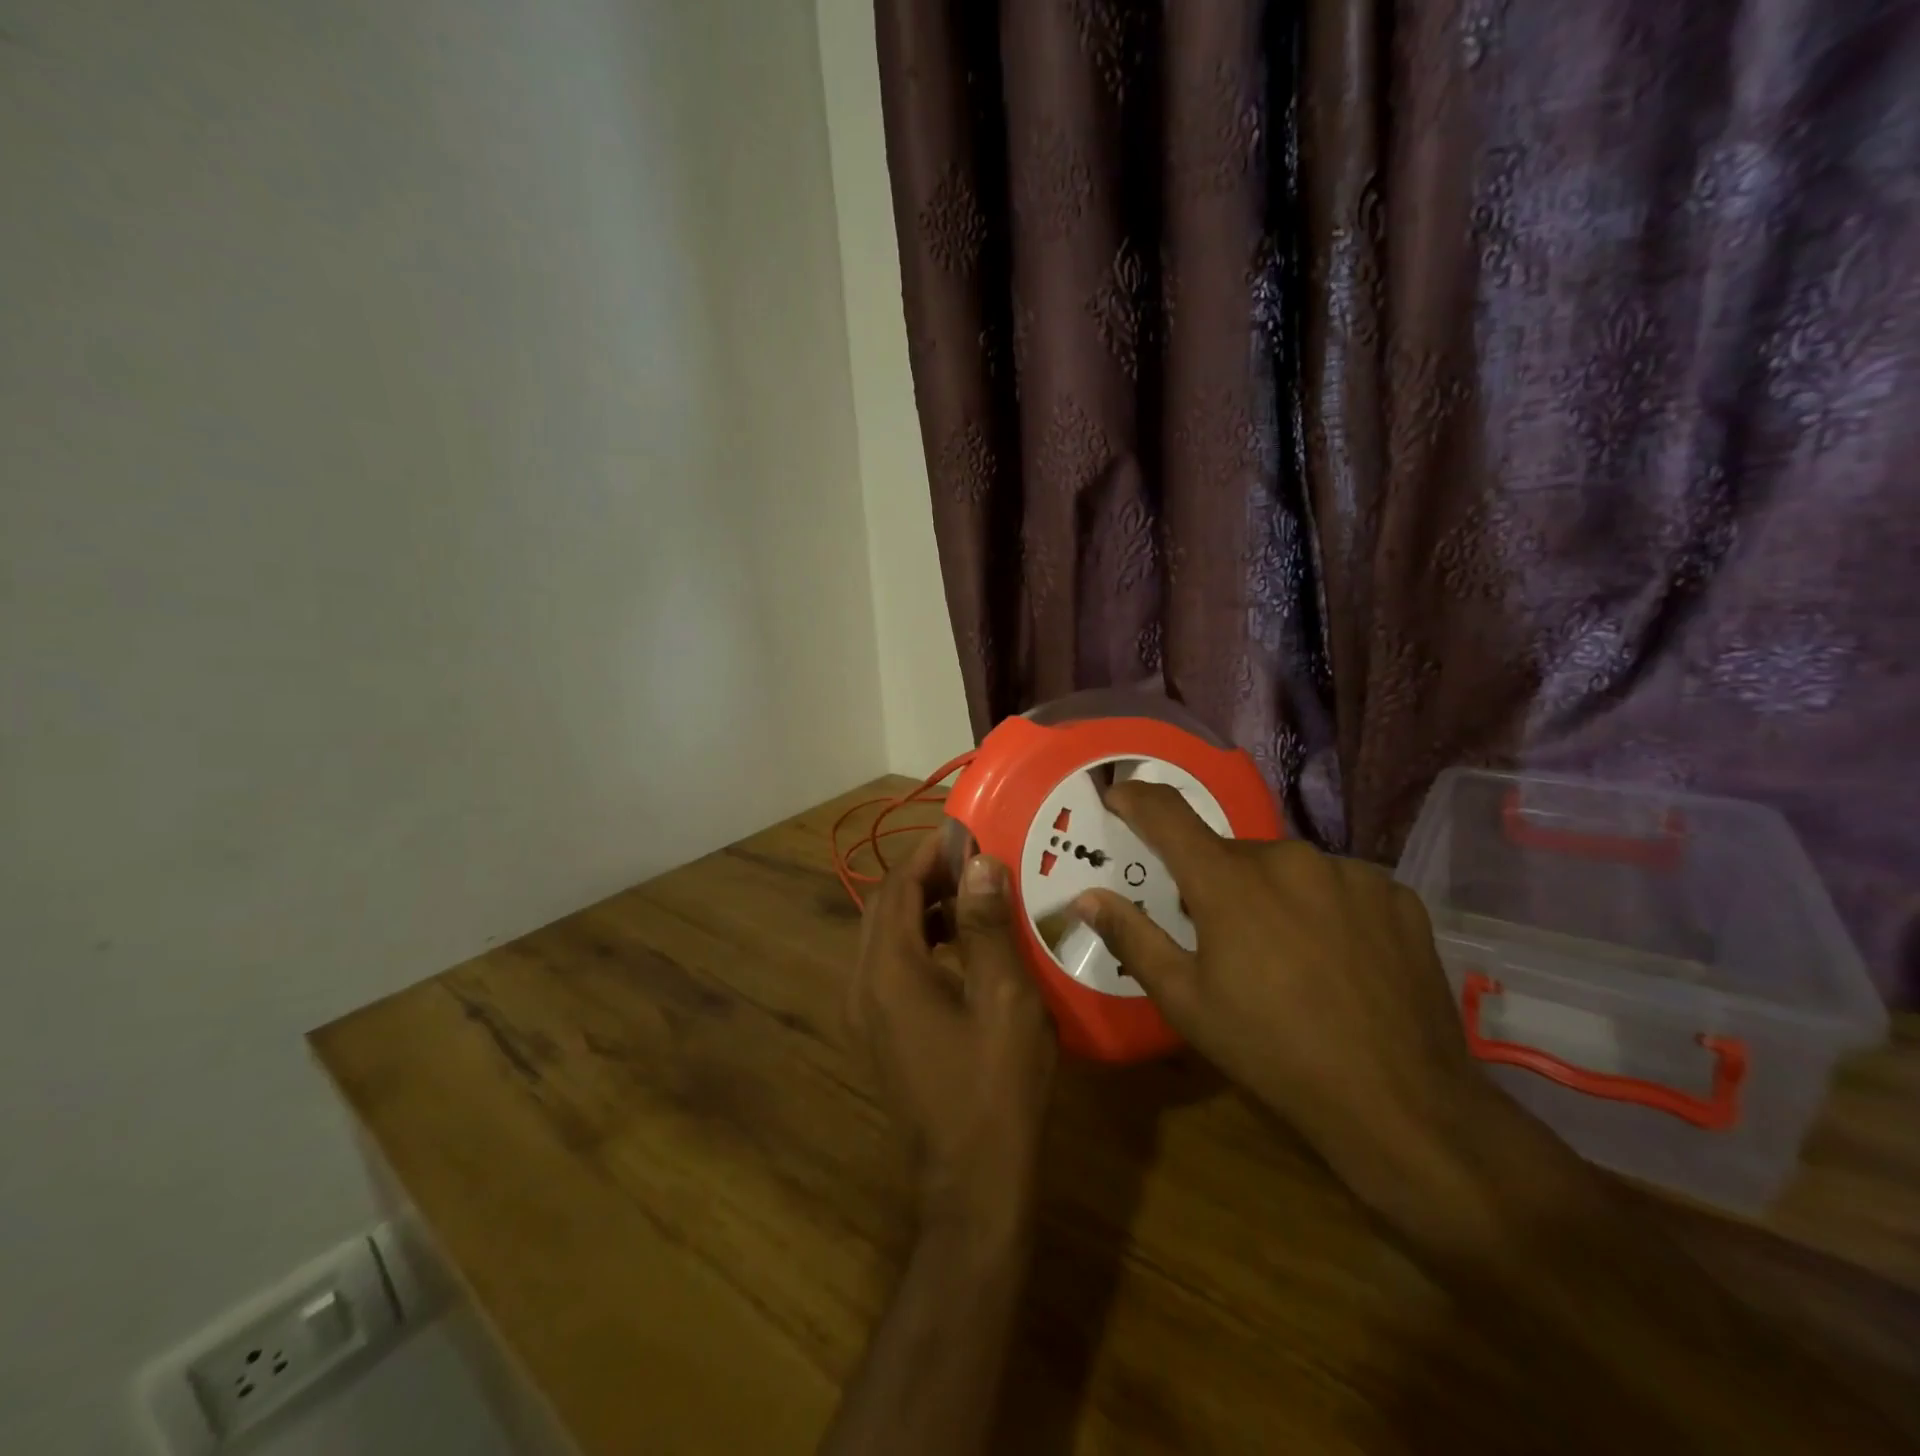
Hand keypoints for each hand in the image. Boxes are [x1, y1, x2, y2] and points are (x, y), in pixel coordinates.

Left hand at [848, 832, 1057, 1235]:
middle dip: (926, 876)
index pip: (897, 888)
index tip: (968, 831)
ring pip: (886, 936)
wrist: (973, 1182)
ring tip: (975, 894)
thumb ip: (987, 925)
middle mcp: (863, 985)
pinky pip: (891, 966)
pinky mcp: (880, 1032)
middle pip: (885, 908)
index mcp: (888, 971)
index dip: (929, 853)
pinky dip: (921, 941)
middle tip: (975, 859)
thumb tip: (979, 862)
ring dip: (924, 908)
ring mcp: (866, 1013)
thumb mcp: (1004, 998)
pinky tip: (963, 946)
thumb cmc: (997, 1087)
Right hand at [1072, 782, 1489, 1206]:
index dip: (1136, 799)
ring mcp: (1350, 873)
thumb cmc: (1273, 1053)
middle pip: (1231, 853)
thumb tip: (1086, 897)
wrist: (1402, 1105)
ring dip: (1272, 895)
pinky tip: (1337, 959)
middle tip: (1219, 937)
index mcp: (1229, 881)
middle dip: (1214, 882)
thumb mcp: (1185, 1002)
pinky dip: (1323, 908)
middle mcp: (1289, 858)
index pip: (1167, 814)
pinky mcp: (1396, 896)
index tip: (1118, 797)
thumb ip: (1132, 937)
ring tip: (1287, 957)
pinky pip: (1339, 886)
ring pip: (1288, 869)